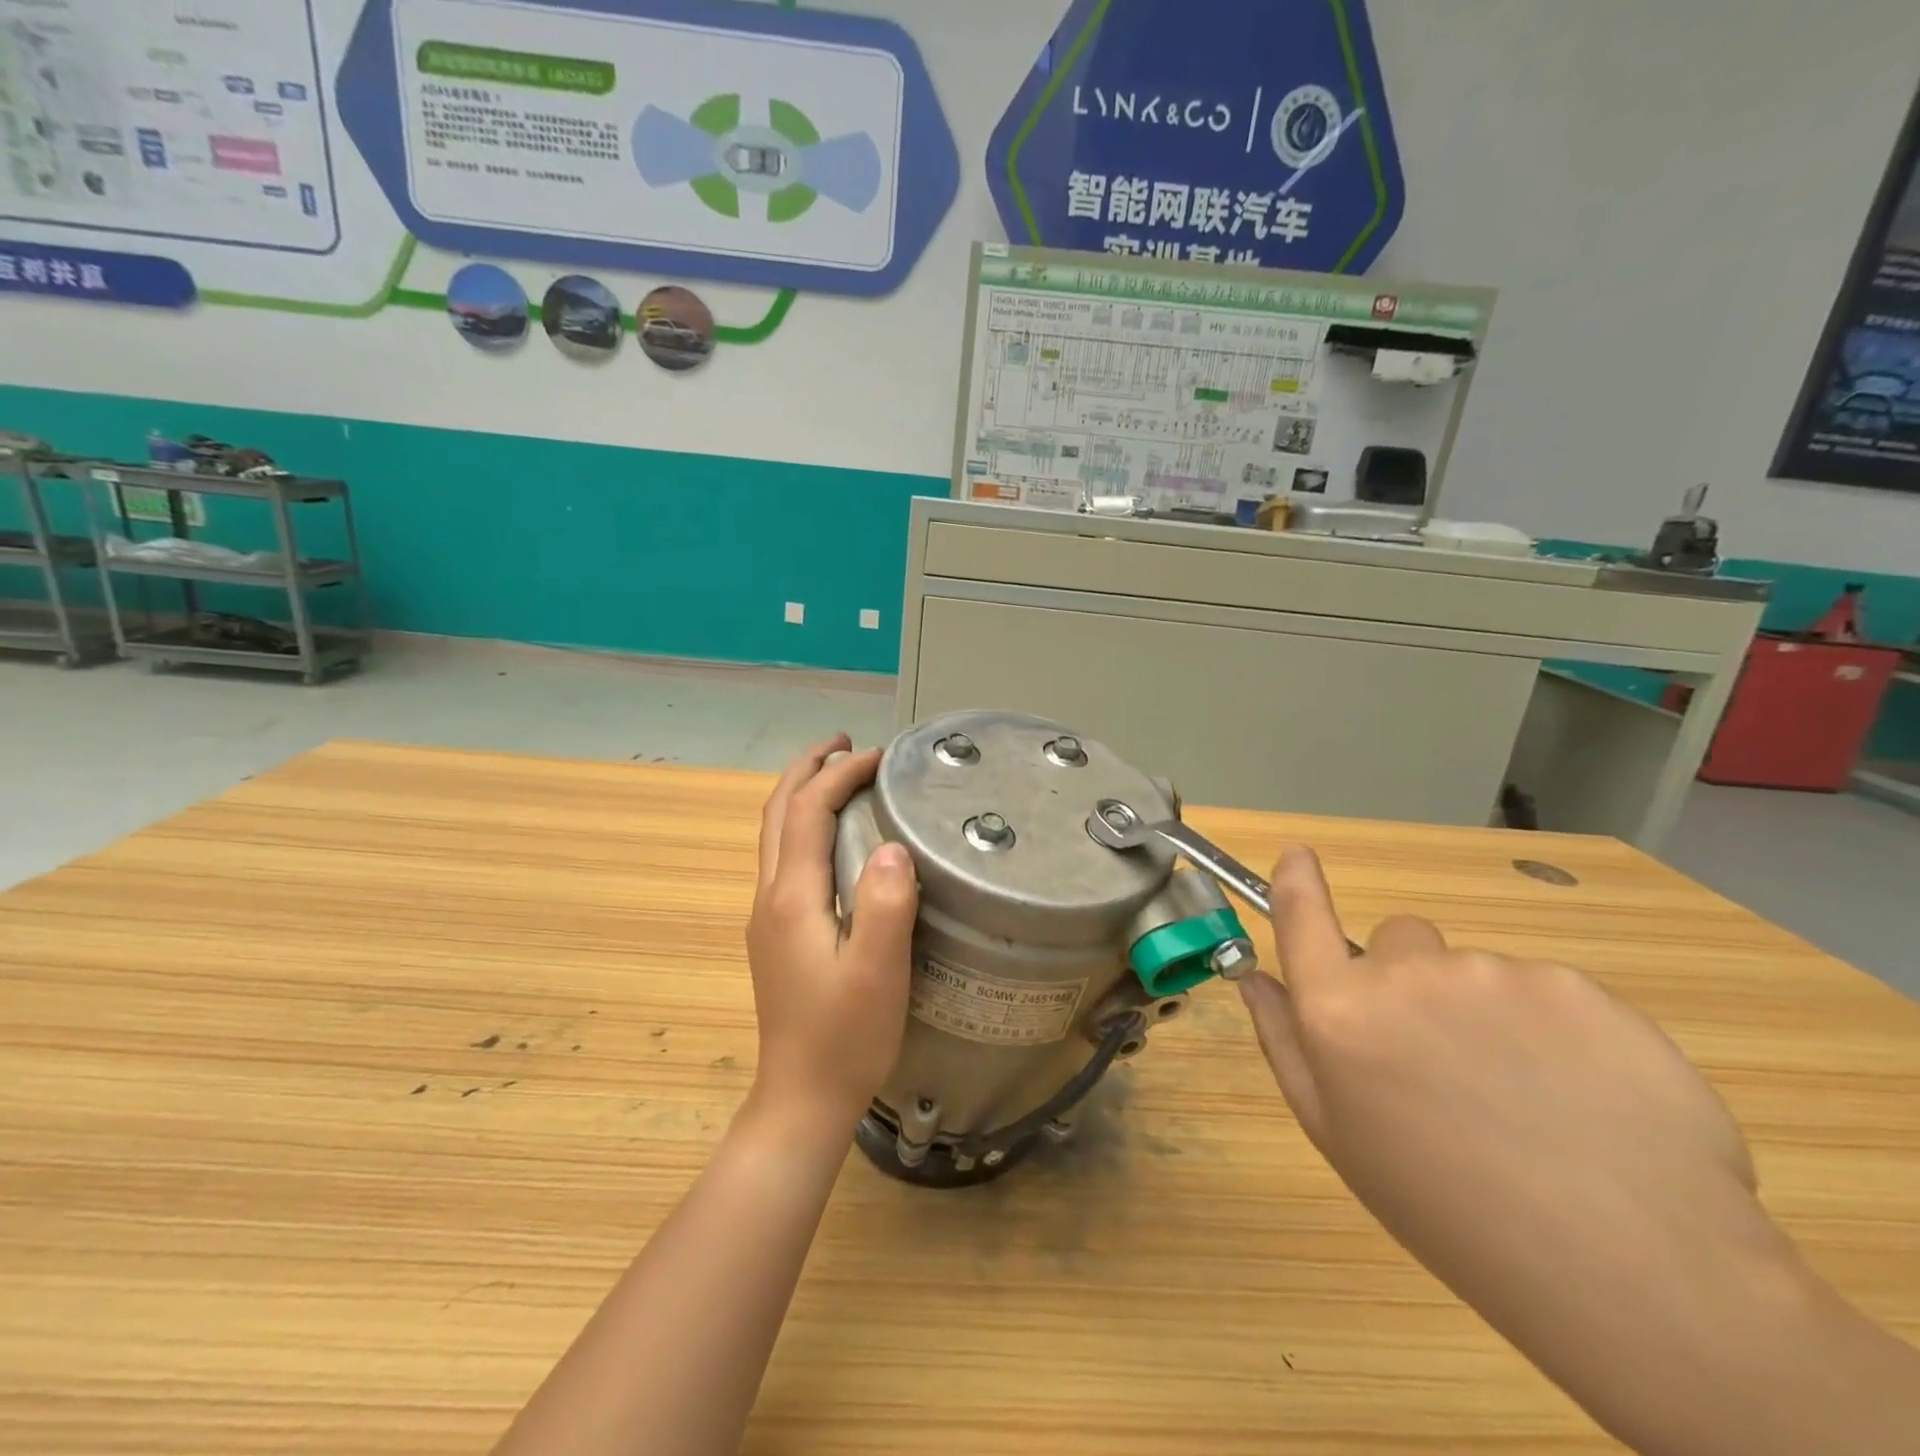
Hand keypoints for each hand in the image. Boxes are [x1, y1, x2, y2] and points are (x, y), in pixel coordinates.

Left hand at [746, 735, 918, 1135]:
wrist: (801, 1100)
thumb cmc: (845, 1037)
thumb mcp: (878, 972)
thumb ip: (885, 904)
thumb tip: (892, 844)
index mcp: (791, 897)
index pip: (808, 811)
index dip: (842, 774)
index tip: (883, 756)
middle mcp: (770, 897)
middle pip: (778, 812)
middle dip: (808, 769)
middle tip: (846, 744)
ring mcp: (768, 917)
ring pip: (775, 835)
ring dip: (801, 794)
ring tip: (837, 775)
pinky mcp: (777, 935)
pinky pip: (784, 859)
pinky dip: (804, 826)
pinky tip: (832, 839)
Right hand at [1240, 845, 1817, 1454]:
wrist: (1632, 1272)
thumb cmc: (1449, 1210)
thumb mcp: (1338, 1136)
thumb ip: (1286, 1042)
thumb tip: (1255, 977)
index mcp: (1340, 1012)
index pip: (1302, 918)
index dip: (1295, 881)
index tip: (1296, 855)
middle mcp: (1406, 976)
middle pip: (1400, 941)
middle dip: (1412, 981)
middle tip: (1450, 1062)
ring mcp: (1495, 973)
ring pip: (1477, 972)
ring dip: (1488, 1013)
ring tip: (1532, 1100)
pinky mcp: (1578, 986)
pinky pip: (1547, 991)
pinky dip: (1556, 1030)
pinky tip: (1588, 1100)